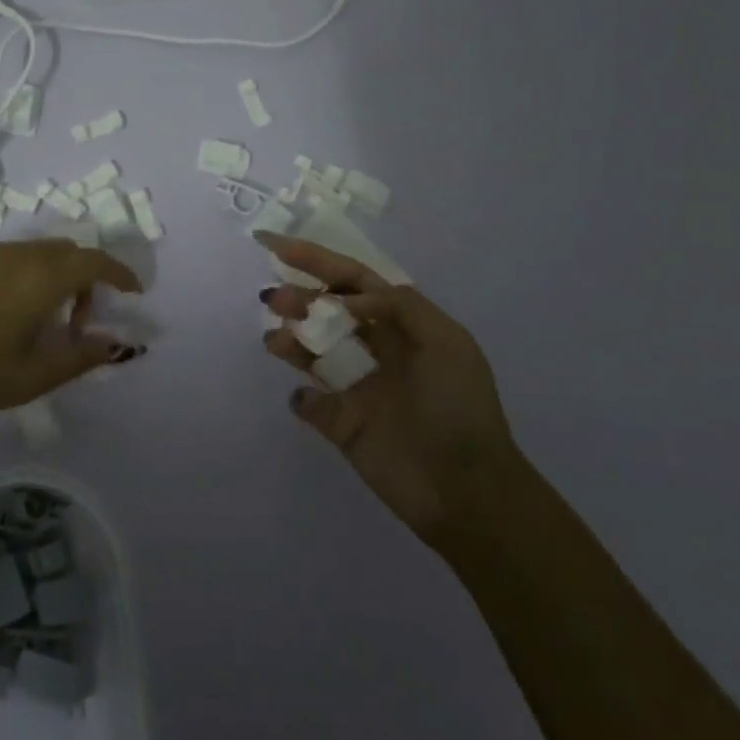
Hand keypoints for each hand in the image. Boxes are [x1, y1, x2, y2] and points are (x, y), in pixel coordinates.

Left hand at [0, 239, 143, 426]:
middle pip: (71, 252)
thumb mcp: (32, 376)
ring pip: (43, 253)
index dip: (121, 274)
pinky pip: (19, 258)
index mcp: (42, 277)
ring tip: (50, 325)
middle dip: (90, 280)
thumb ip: (81, 357)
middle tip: (83, 325)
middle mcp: (20, 256)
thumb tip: (119, 344)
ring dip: (61, 278)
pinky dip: (36, 276)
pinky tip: (18, 316)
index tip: (136, 293)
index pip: (95, 262)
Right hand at [258, 233, 520, 548]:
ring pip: (312, 350)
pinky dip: (302, 397)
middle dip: (299, 297)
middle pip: (327, 311)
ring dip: (291, 338)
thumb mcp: (447, 343)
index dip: (316, 260)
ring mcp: (357, 387)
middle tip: (273, 298)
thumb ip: (399, 306)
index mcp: (403, 326)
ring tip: (276, 340)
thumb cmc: (459, 409)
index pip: (354, 281)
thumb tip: (345, 300)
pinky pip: (310, 402)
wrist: (466, 492)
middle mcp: (377, 350)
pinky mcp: (342, 424)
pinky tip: (305, 397)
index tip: (276, 246)